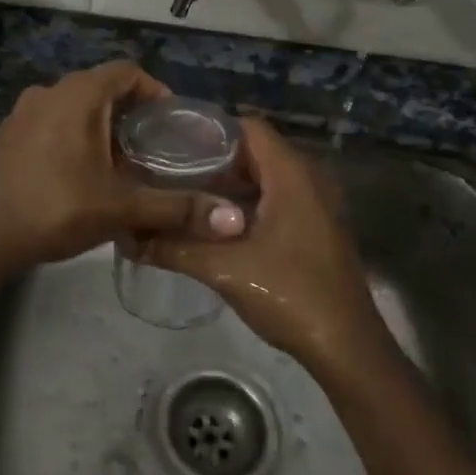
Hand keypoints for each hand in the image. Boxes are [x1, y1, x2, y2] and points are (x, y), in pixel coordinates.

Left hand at [0, 62, 244, 267]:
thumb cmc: (56, 208)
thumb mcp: (121, 208)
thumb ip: (176, 208)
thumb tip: (233, 219)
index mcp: (77, 95)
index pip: (127, 71)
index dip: (155, 91)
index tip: (173, 122)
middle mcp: (48, 92)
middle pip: (101, 89)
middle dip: (131, 114)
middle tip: (154, 148)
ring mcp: (22, 113)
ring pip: (74, 108)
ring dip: (101, 127)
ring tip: (123, 164)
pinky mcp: (7, 136)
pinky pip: (51, 124)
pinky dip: (73, 137)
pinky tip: (82, 175)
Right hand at [134, 116, 389, 376]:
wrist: (346, 347)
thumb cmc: (289, 294)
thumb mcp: (223, 269)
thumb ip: (174, 248)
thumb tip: (129, 237)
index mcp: (292, 175)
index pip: (248, 127)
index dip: (210, 131)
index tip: (172, 144)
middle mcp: (308, 180)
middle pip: (254, 151)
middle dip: (213, 160)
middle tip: (170, 172)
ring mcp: (315, 205)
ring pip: (264, 178)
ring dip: (228, 185)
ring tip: (184, 196)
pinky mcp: (315, 228)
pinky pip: (275, 199)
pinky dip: (246, 204)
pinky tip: (213, 225)